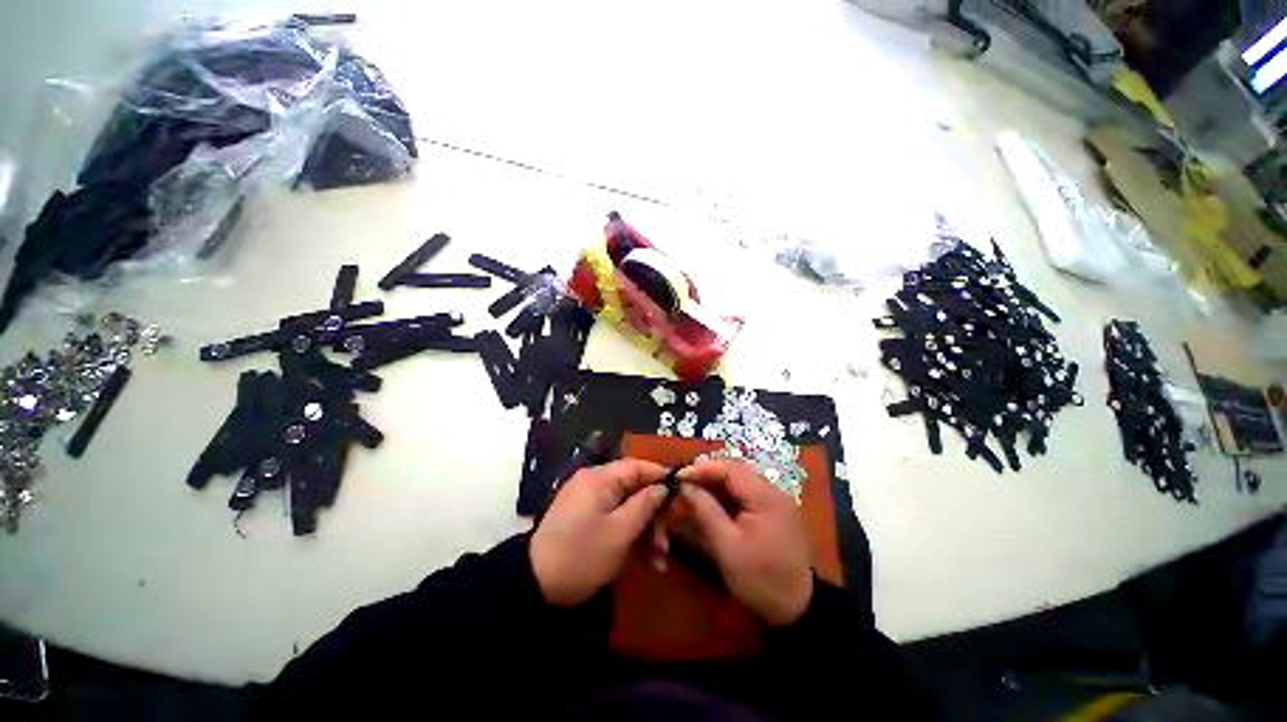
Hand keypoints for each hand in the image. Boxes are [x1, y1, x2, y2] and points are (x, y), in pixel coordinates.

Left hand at [531, 459, 668, 606]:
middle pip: (633, 486)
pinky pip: (614, 515)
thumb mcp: (620, 532)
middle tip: (668, 539)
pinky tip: (644, 556)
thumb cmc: (582, 556)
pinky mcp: (584, 517)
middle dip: (654, 512)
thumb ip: (645, 504)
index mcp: (599, 478)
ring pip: (626, 504)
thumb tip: (663, 487)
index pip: (637, 465)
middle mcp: (593, 482)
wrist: (535, 587)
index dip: (661, 476)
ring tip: (659, 557)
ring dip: (644, 527)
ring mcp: (588, 500)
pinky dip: (630, 532)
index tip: (683, 491)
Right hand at [677, 460, 813, 625]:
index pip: (730, 469)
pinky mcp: (775, 511)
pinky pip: (747, 493)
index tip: (679, 476)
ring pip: (741, 481)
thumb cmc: (759, 578)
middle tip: (684, 483)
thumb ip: (705, 510)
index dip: (702, 468)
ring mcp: (776, 500)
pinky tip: (713, 502)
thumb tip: (686, 486)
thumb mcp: (727, 546)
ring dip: (716, 483)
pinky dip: (727, 494)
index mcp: (765, 497)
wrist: (797, 608)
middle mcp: (774, 491)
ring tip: (694, 490)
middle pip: (736, 471)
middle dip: (708, 474)